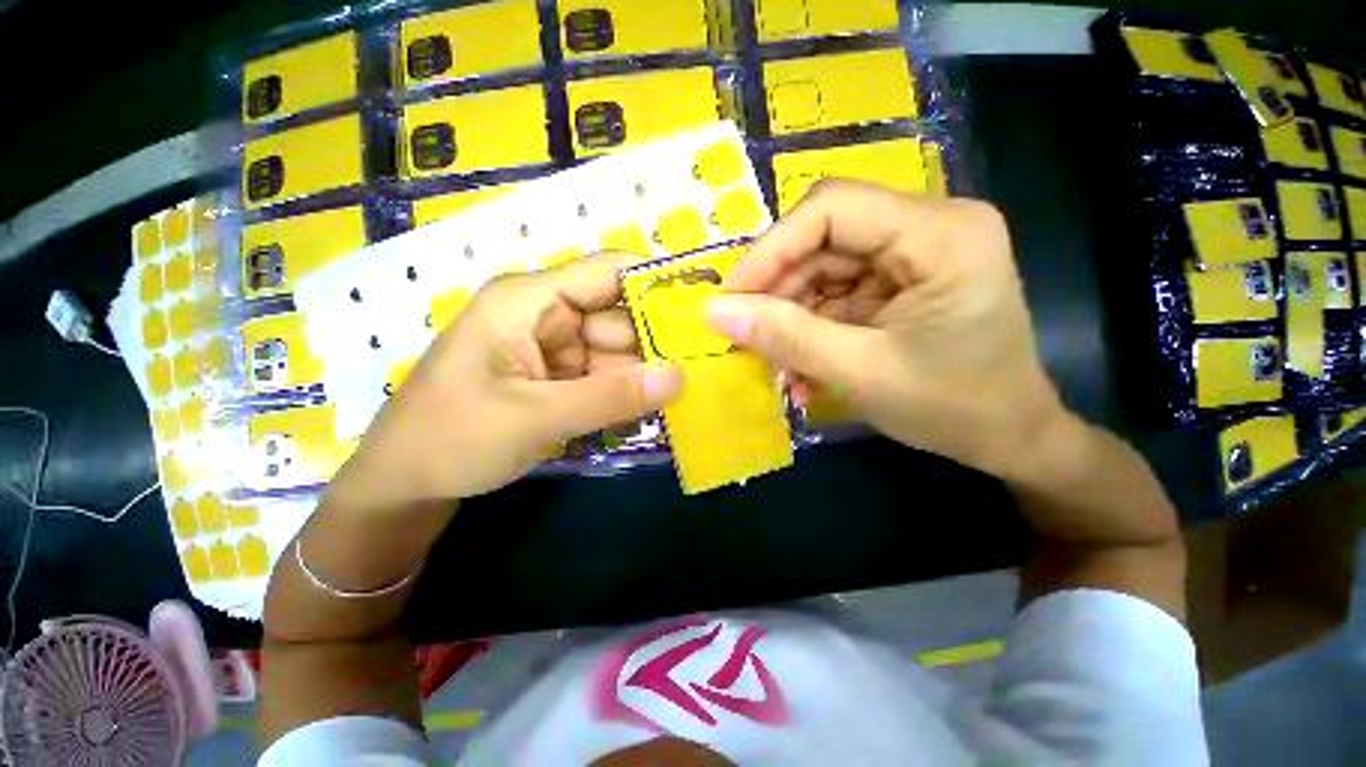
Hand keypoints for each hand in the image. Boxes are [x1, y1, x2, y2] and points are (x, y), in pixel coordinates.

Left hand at [334, 252, 681, 504]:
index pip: (607, 272)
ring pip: (617, 352)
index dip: (655, 283)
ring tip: (684, 395)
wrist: (406, 484)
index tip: (701, 309)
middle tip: (703, 369)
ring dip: (644, 376)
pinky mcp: (558, 378)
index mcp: (530, 301)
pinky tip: (649, 411)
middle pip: (619, 317)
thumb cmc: (453, 438)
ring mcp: (554, 349)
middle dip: (656, 345)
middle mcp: (546, 315)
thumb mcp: (535, 417)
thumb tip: (680, 377)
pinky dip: (626, 394)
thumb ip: (611, 397)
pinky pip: (604, 377)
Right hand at [705, 181, 1071, 481]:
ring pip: (823, 270)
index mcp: (940, 233)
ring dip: (792, 319)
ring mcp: (914, 255)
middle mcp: (929, 227)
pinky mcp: (899, 283)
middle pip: (824, 239)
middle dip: (778, 293)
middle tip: (746, 338)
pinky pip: (837, 295)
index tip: (732, 298)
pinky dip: (811, 330)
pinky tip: (802, 369)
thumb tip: (714, 312)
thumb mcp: (860, 373)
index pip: (831, 209)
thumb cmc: (952, 408)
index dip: (771, 250)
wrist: (1008, 439)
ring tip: (777, 367)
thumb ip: (786, 338)